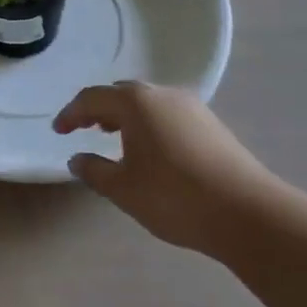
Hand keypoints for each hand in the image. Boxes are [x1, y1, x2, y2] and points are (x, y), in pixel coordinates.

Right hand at [56, 81, 276, 254]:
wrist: (248, 213)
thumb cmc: (175, 197)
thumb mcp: (123, 189)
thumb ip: (94, 170)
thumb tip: (76, 158)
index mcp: (135, 102)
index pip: (92, 98)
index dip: (71, 114)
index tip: (58, 130)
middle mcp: (162, 94)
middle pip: (121, 94)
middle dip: (99, 109)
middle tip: (84, 129)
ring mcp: (191, 107)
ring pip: (147, 103)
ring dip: (126, 116)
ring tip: (115, 139)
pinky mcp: (212, 125)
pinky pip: (168, 114)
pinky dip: (149, 124)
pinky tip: (151, 150)